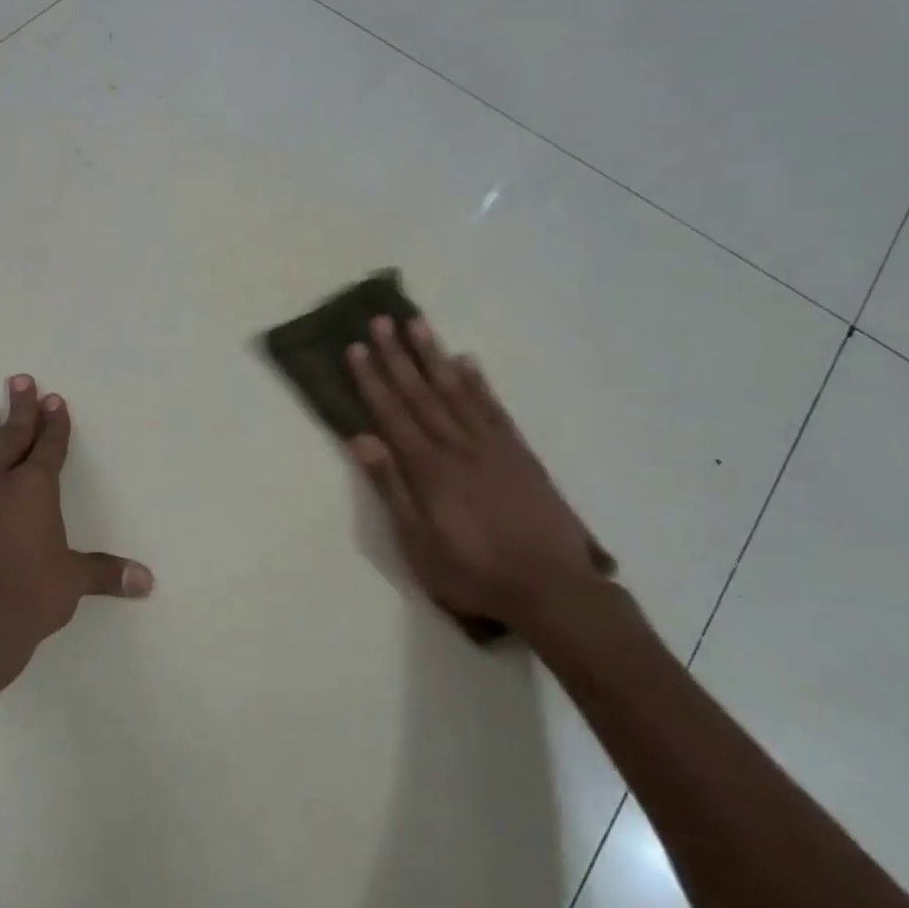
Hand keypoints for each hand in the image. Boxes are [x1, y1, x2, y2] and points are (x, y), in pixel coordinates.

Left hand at [0, 375, 153, 685]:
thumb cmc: (25, 598)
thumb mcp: (70, 583)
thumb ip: (105, 574)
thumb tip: (147, 582)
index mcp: (35, 490)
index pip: (49, 447)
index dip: (55, 423)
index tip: (55, 398)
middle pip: (13, 436)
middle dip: (21, 408)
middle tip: (20, 380)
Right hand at [347, 316, 610, 630]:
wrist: (551, 588)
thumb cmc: (473, 572)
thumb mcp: (418, 543)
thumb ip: (391, 488)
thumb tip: (361, 439)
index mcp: (428, 468)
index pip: (392, 413)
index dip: (372, 379)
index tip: (357, 347)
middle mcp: (457, 446)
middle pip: (421, 393)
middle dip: (398, 355)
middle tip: (382, 319)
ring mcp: (492, 446)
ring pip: (456, 391)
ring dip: (434, 356)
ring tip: (418, 324)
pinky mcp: (520, 453)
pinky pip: (494, 408)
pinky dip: (478, 382)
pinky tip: (467, 362)